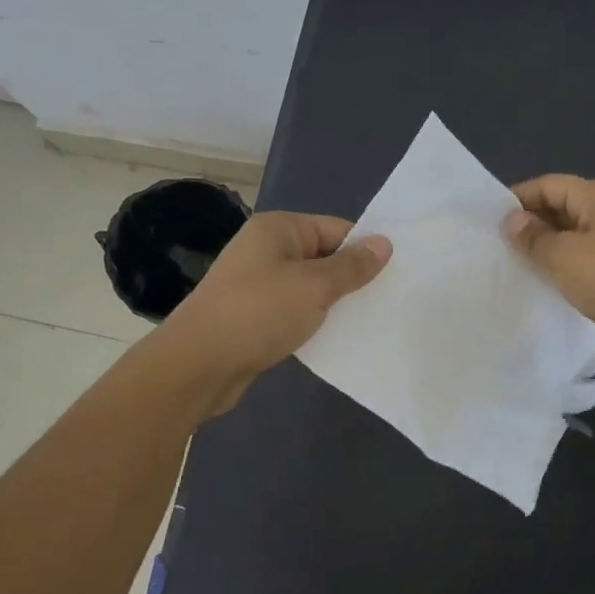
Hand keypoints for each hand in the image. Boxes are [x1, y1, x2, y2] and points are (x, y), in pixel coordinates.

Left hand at [155, 211, 390, 415]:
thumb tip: (384, 243)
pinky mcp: (254, 315)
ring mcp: (258, 283)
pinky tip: (337, 339)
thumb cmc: (258, 313)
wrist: (198, 365)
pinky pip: (294, 311)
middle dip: (352, 279)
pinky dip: (314, 322)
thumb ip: (351, 266)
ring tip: (370, 321)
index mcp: (278, 229)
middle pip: (324, 257)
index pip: (336, 229)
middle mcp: (266, 249)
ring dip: (334, 304)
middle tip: (389, 300)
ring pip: (310, 287)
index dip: (365, 249)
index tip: (396, 275)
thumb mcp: (314, 286)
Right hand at [504, 175, 594, 368]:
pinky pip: (580, 255)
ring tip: (512, 260)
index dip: (518, 198)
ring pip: (569, 232)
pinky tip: (540, 276)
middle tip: (497, 242)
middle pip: (560, 205)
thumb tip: (511, 220)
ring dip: (543, 244)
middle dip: (529, 221)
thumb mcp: (563, 255)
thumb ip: (533, 236)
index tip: (489, 219)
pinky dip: (559, 262)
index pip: (549, 184)